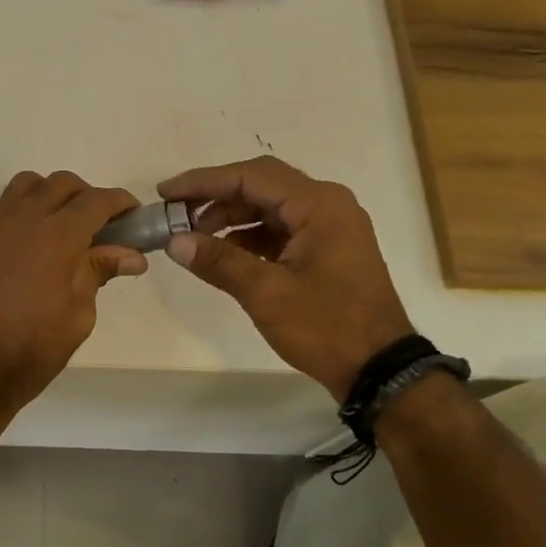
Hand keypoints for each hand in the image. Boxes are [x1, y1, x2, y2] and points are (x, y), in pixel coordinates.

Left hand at [0, 171, 146, 419]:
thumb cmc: (32, 350)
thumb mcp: (78, 316)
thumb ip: (98, 274)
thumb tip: (131, 255)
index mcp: (57, 237)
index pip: (96, 201)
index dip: (120, 202)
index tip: (133, 215)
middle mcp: (23, 221)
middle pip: (61, 183)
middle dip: (87, 196)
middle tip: (99, 226)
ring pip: (26, 186)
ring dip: (51, 195)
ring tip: (61, 227)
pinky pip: (3, 210)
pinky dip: (24, 214)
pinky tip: (31, 248)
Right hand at [157, 156, 412, 399]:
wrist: (379, 369)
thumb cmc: (327, 327)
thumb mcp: (266, 293)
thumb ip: (219, 261)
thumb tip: (175, 241)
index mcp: (318, 205)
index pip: (250, 176)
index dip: (203, 181)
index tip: (166, 192)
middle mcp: (326, 205)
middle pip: (260, 184)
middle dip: (215, 196)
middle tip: (176, 211)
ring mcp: (329, 226)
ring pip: (269, 206)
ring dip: (230, 216)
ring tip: (193, 236)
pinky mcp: (326, 248)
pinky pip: (279, 228)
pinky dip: (248, 235)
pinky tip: (222, 253)